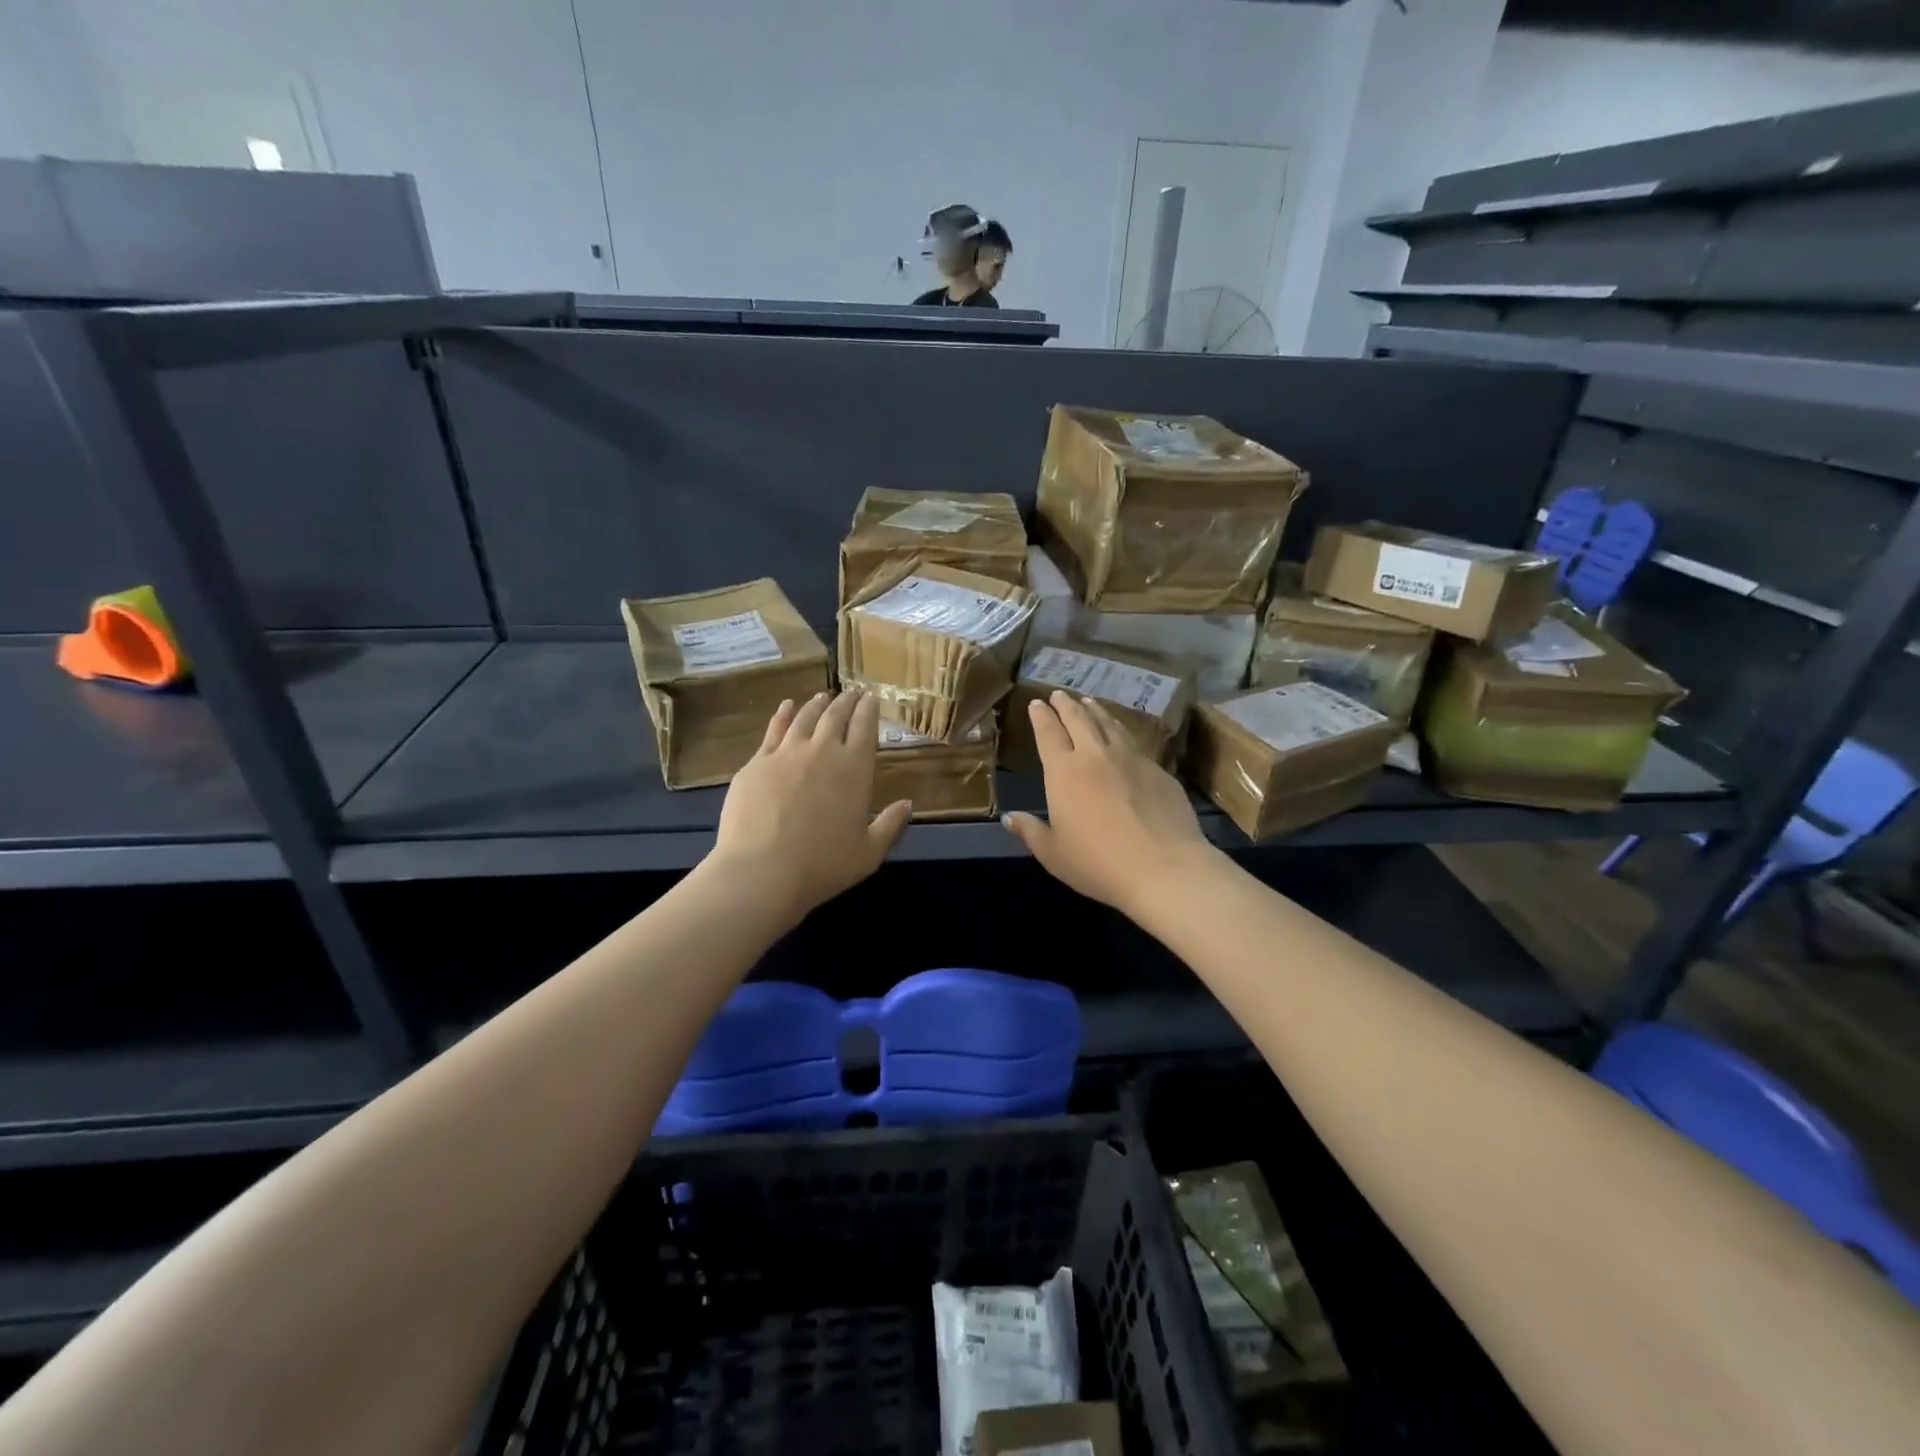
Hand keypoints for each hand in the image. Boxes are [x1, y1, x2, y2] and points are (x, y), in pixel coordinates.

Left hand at [711, 690, 912, 920]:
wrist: (761, 871)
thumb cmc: (822, 865)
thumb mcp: (869, 853)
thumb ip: (891, 825)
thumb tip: (907, 804)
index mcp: (854, 768)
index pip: (865, 726)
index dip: (869, 709)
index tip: (872, 698)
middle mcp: (822, 750)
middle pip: (835, 715)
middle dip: (846, 701)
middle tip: (852, 693)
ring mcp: (785, 753)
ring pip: (805, 717)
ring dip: (817, 704)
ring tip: (823, 697)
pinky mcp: (756, 762)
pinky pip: (773, 730)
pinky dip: (783, 714)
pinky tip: (787, 707)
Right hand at [1003, 691, 1217, 915]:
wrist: (1164, 867)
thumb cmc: (1098, 864)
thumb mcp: (1054, 854)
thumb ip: (1031, 832)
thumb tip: (1010, 818)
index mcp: (1064, 772)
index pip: (1048, 734)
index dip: (1041, 717)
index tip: (1036, 704)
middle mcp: (1096, 756)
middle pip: (1078, 720)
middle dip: (1066, 705)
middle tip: (1059, 694)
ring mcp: (1131, 759)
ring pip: (1109, 725)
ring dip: (1096, 711)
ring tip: (1089, 702)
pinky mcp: (1158, 770)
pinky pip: (1134, 742)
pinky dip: (1121, 731)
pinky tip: (1122, 735)